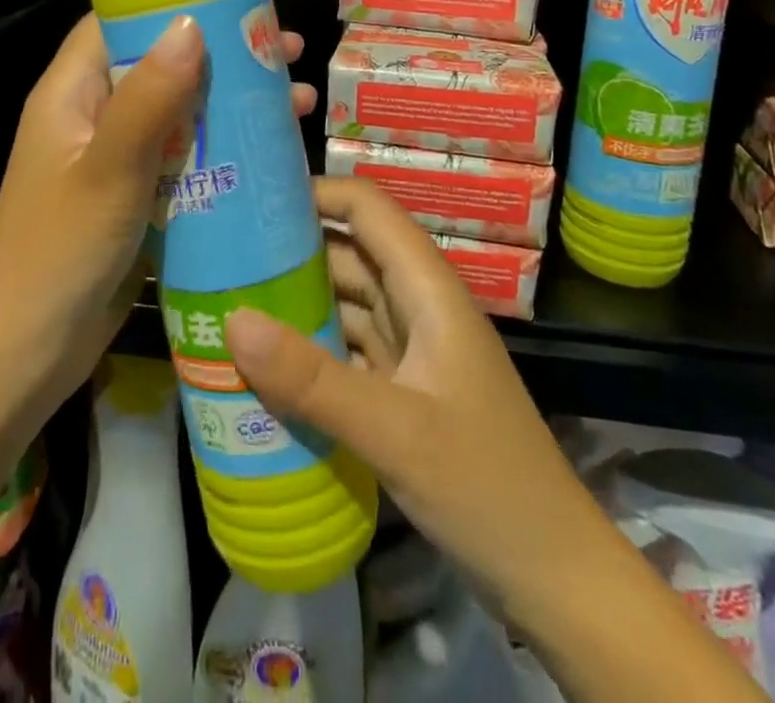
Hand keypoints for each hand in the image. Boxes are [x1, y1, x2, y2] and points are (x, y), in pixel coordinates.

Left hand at [0, 12, 316, 415]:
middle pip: (160, 65)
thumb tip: (191, 24)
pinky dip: (220, 150)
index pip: (119, 22)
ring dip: (230, 105)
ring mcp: (112, 158)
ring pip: (177, 113)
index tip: (237, 3)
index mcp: (71, 92)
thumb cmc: (61, 251)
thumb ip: (149, 98)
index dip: (173, 5)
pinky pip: (181, 158)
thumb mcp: (109, 169)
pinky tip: (268, 155)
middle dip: (221, 57)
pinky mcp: (132, 197)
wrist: (28, 351)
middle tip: (286, 53)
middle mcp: (91, 114)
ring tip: (298, 101)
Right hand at [225, 177, 569, 620]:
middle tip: (218, 256)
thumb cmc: (487, 488)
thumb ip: (312, 378)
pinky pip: (343, 354)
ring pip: (342, 305)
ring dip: (292, 304)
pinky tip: (262, 366)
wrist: (556, 582)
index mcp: (428, 289)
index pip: (368, 209)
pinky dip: (306, 353)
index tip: (252, 200)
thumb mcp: (395, 431)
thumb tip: (232, 319)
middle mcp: (417, 307)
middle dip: (288, 250)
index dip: (316, 192)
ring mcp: (410, 352)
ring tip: (225, 302)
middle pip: (348, 254)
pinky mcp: (400, 393)